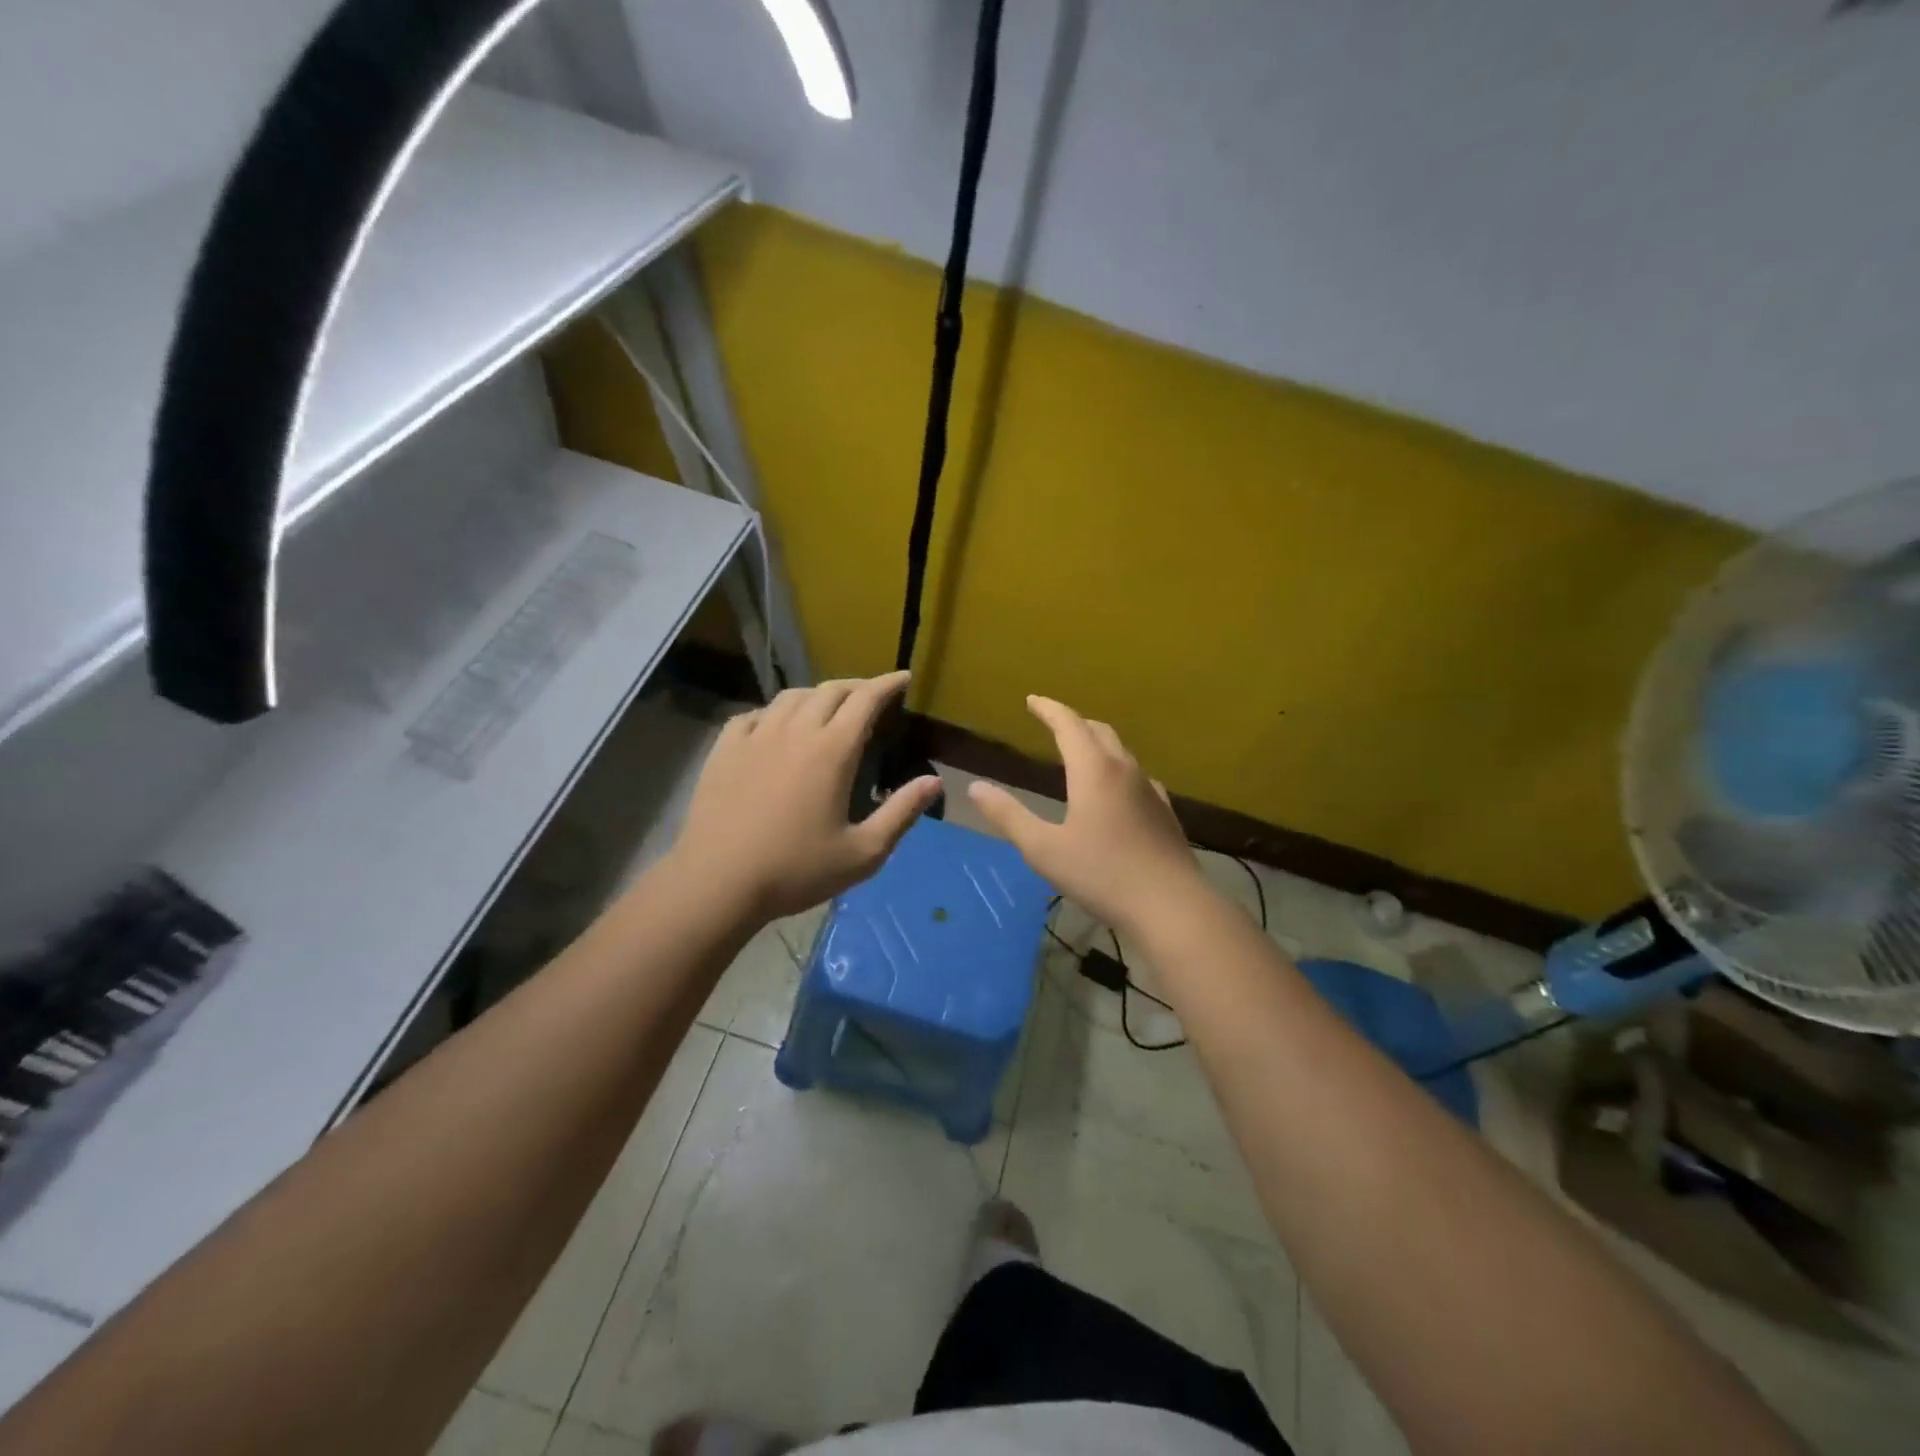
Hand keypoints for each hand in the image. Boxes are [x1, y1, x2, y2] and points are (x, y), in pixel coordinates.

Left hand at [670, 671, 942, 921]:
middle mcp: (794, 731)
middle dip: (857, 686)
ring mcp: (755, 737)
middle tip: (872, 696)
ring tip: (827, 707)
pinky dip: (775, 712)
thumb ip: (901, 813)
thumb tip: (935, 782)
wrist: (718, 881)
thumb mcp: (863, 852)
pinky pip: (754, 714)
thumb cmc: (796, 870)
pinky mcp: (725, 749)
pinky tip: (775, 726)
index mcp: (832, 751)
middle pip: (830, 690)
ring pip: (791, 697)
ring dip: (817, 695)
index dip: (887, 684)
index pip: (865, 700)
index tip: (903, 677)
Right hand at [966, 696, 1210, 934]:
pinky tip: (1116, 791)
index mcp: (1094, 771)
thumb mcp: (1043, 849)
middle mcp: (1124, 770)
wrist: (1171, 906)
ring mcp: (1150, 790)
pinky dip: (1117, 770)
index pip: (1069, 725)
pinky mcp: (1164, 812)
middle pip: (1099, 731)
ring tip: (1080, 753)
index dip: (1048, 709)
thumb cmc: (1101, 874)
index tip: (1031, 700)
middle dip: (1073, 722)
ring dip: (1097, 743)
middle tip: (1053, 722)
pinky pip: (1137, 777)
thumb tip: (975, 786)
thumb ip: (1008, 815)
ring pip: (1121, 752)